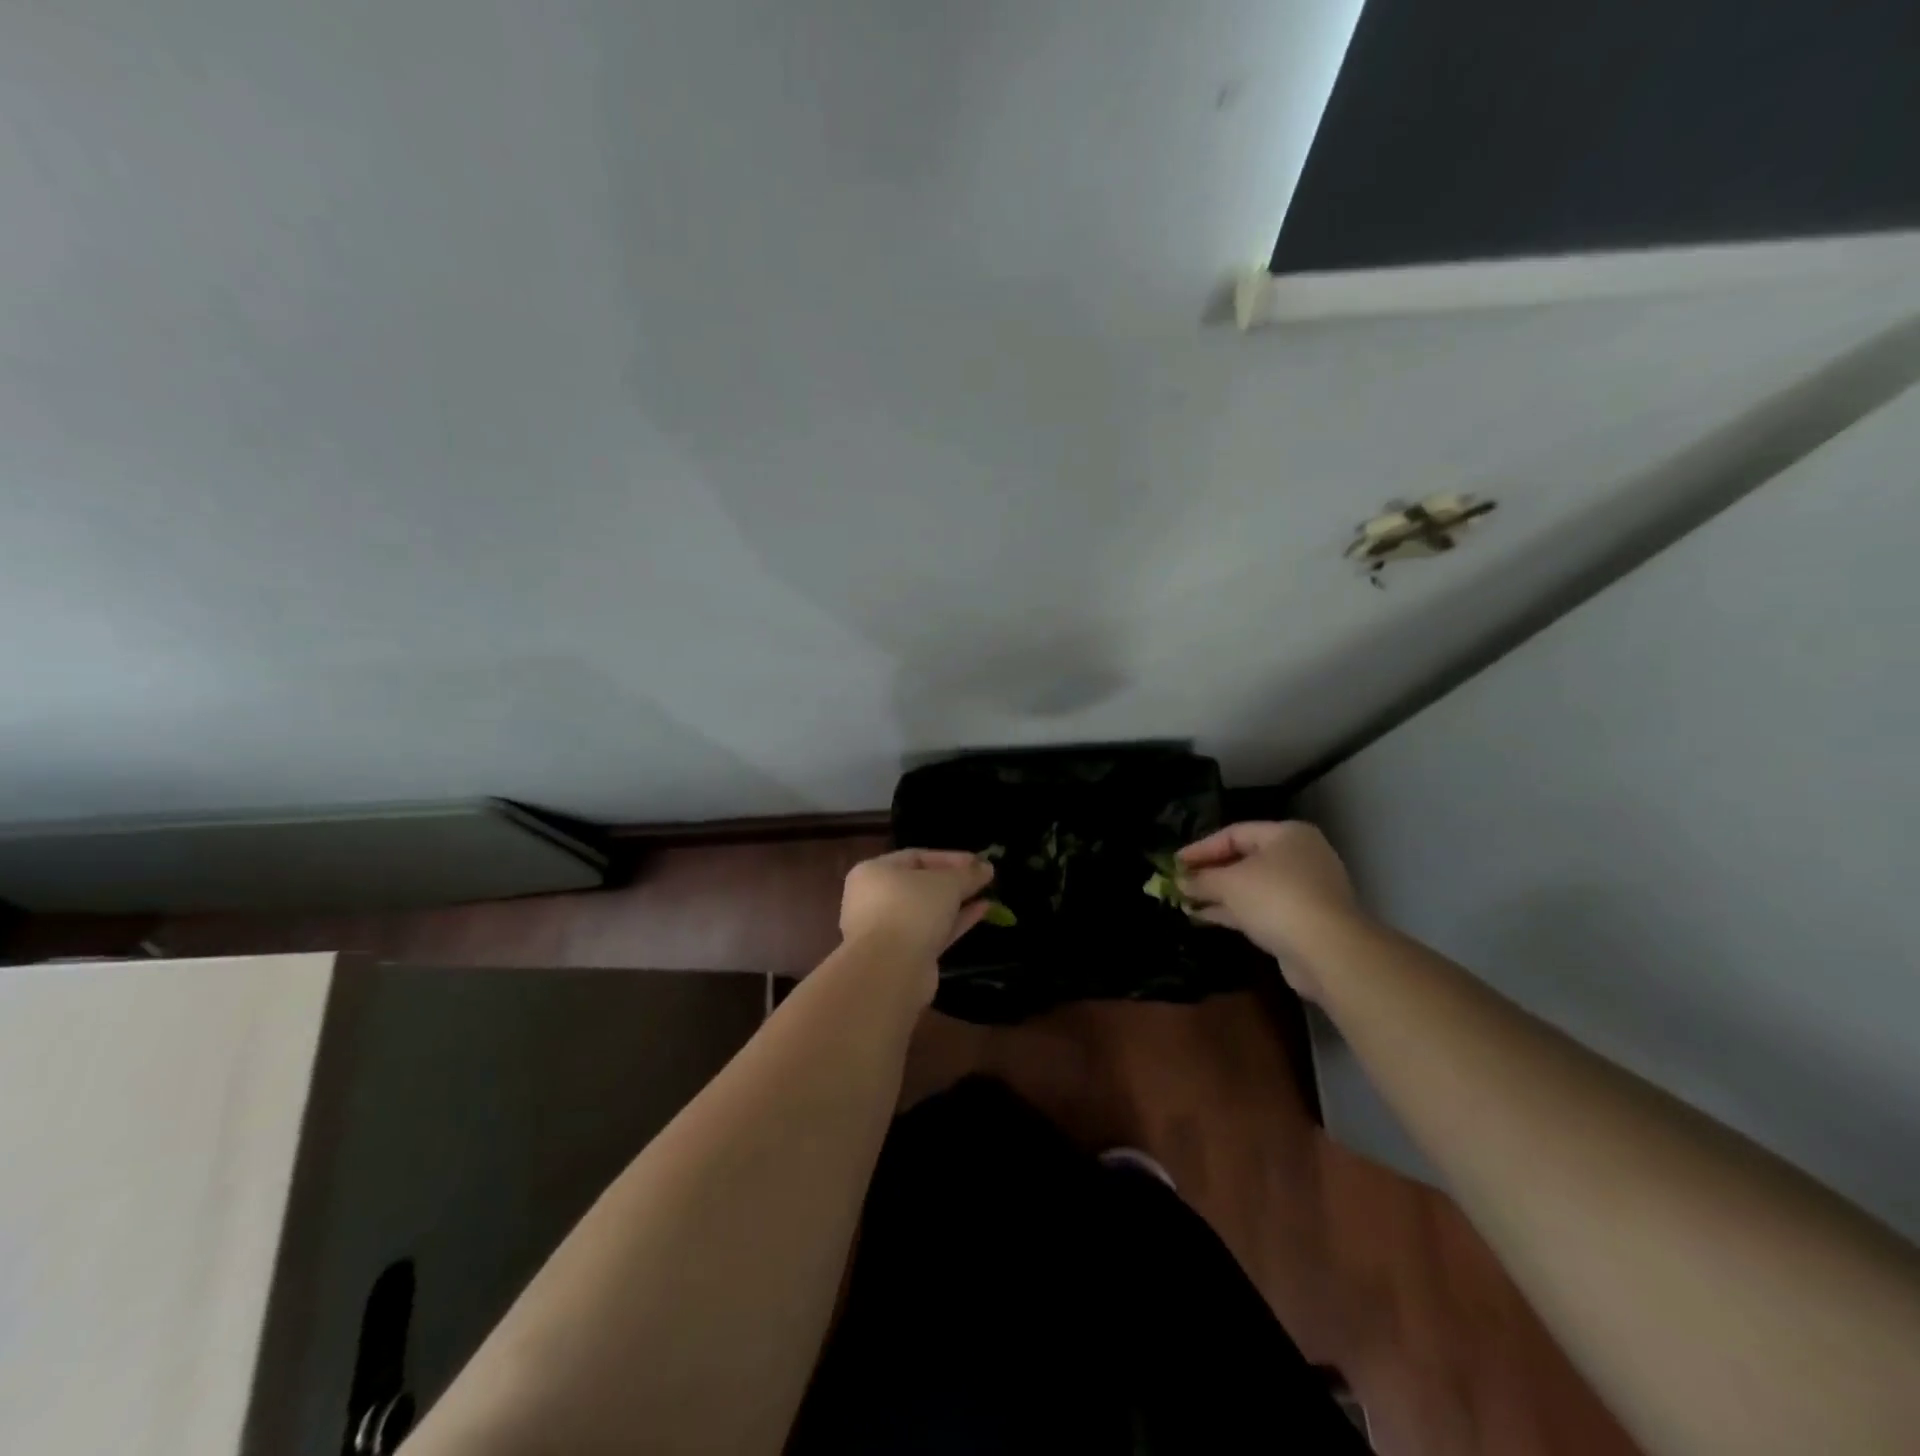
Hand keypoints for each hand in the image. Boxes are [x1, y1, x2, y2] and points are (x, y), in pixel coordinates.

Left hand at [839, 848, 994, 971]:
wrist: (890, 970)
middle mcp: (875, 899)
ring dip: (956, 902)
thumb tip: (986, 867)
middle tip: (983, 878)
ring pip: (927, 910)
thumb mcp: (946, 883)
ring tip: (987, 894)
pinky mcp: (904, 955)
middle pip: (920, 884)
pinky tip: (982, 912)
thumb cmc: (912, 910)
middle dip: (954, 881)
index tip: (979, 862)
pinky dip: (955, 922)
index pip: (916, 857)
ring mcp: (888, 930)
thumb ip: (968, 873)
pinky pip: (932, 931)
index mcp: (874, 872)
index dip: (950, 858)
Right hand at [1177, 821, 1362, 1001]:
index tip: (1174, 863)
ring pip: (1251, 886)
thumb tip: (1179, 881)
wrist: (1328, 951)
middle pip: (1244, 859)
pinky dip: (1233, 911)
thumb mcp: (1230, 883)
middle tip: (1179, 882)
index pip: (1234, 833)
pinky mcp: (1302, 920)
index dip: (1201, 847)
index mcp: (1287, 835)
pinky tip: (1204, 916)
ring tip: (1184, 901)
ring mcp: (1303, 890)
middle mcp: (1299, 857)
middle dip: (1209, 872)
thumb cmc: (1277, 899)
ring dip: (1218, 894)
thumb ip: (1201, 879)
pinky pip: (1260, 908)